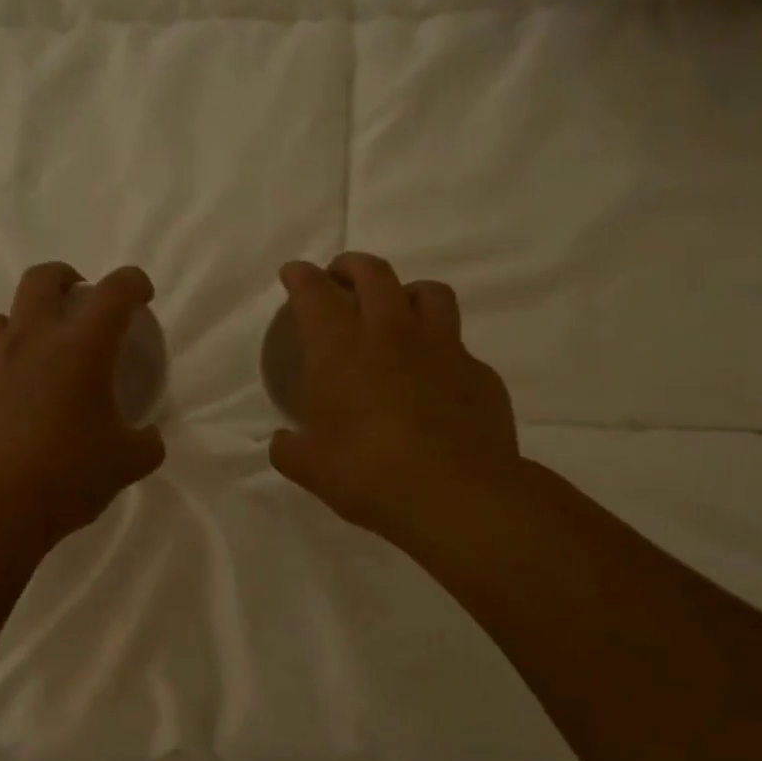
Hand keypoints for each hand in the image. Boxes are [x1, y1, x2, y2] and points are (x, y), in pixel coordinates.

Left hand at [0, 263, 166, 544]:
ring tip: (35, 354)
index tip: (141, 293)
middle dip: (66, 278)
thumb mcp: (125, 465)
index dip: (133, 283)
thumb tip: (149, 438)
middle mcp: (30, 342)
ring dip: (21, 324)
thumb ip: (146, 445)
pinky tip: (7, 407)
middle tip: (79, 301)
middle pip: (43, 279)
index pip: (114, 293)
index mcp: (79, 349)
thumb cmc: (64, 477)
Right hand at [269, 253, 521, 546]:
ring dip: (405, 292)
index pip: (314, 292)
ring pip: (428, 292)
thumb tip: (282, 441)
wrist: (455, 494)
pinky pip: (458, 345)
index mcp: (340, 349)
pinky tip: (434, 376)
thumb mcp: (309, 467)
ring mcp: (442, 348)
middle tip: (341, 277)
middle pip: (374, 273)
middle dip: (351, 266)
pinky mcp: (478, 372)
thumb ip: (288, 448)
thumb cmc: (367, 473)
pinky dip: (440, 349)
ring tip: (397, 310)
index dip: (301, 276)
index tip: (294, 273)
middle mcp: (391, 333)